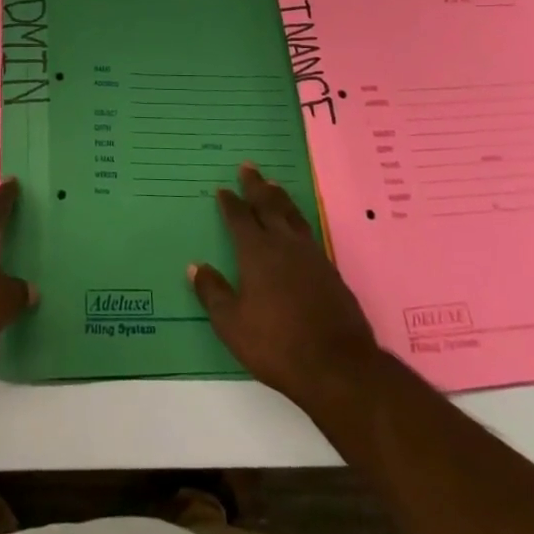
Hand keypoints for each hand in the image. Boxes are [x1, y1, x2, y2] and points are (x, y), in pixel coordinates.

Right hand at [190, 163, 380, 413]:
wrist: (338, 365)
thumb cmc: (277, 344)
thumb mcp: (232, 324)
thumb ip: (213, 293)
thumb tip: (195, 267)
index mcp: (256, 253)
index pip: (240, 218)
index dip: (230, 202)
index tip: (223, 188)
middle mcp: (284, 245)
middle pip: (268, 206)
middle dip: (256, 186)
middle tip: (248, 167)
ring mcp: (311, 256)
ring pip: (292, 215)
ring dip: (280, 198)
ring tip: (273, 185)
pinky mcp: (330, 270)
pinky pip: (309, 232)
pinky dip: (298, 219)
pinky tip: (298, 226)